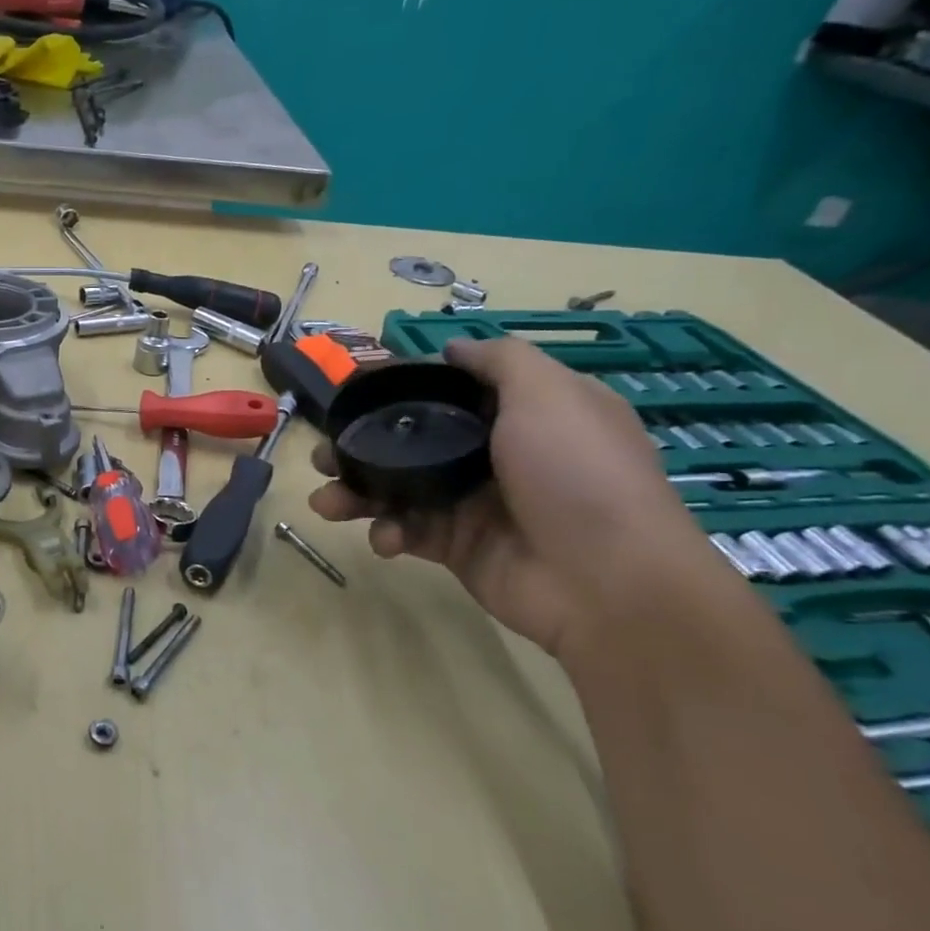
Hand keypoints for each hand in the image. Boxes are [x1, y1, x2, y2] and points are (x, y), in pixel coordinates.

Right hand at [308, 337, 723, 656]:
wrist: (607, 582)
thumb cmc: (576, 474)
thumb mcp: (549, 394)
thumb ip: (500, 362)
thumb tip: (454, 348)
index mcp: (523, 414)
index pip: (451, 392)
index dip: (402, 388)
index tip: (355, 391)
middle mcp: (496, 455)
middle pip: (413, 441)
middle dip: (362, 446)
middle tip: (323, 454)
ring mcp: (473, 504)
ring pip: (400, 488)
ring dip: (357, 492)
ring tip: (325, 500)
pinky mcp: (457, 548)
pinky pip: (408, 531)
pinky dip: (387, 532)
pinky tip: (383, 538)